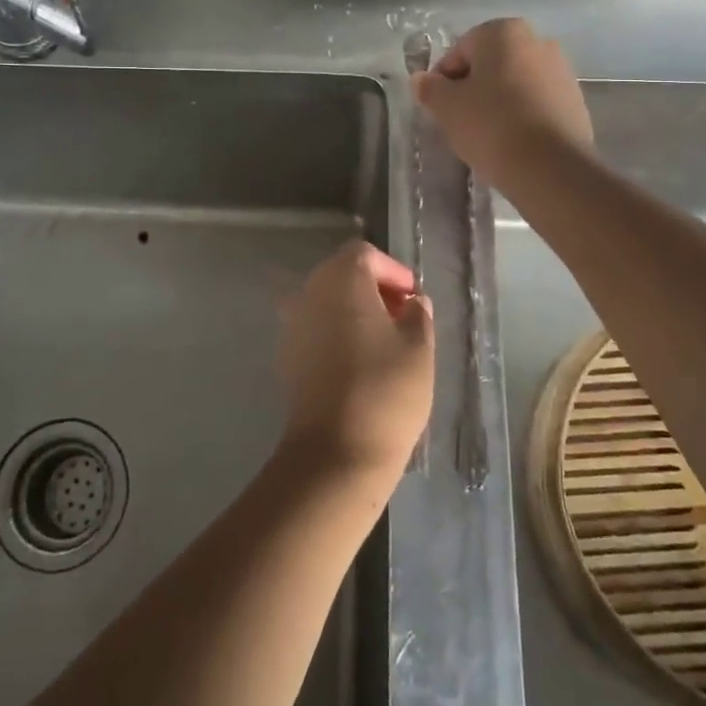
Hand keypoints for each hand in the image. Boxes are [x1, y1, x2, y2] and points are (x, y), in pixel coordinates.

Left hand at [276, 241, 434, 485]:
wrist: (336, 451)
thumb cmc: (385, 390)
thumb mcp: (419, 348)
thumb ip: (418, 314)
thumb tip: (413, 302)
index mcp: (341, 279)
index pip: (364, 254)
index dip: (392, 271)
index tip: (413, 298)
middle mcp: (310, 292)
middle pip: (341, 274)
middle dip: (373, 289)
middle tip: (402, 317)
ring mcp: (293, 324)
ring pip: (326, 302)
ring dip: (354, 311)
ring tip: (384, 341)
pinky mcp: (287, 356)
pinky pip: (315, 328)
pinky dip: (336, 332)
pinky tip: (358, 362)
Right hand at [411, 18, 593, 191]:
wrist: (550, 167)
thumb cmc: (490, 125)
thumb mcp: (447, 107)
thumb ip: (430, 88)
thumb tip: (422, 80)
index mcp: (504, 32)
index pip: (459, 51)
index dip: (443, 79)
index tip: (438, 107)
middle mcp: (537, 41)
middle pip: (490, 65)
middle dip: (472, 88)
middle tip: (459, 120)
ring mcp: (561, 71)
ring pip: (514, 84)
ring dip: (497, 102)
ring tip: (486, 135)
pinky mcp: (575, 101)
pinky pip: (535, 103)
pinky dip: (521, 116)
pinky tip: (511, 142)